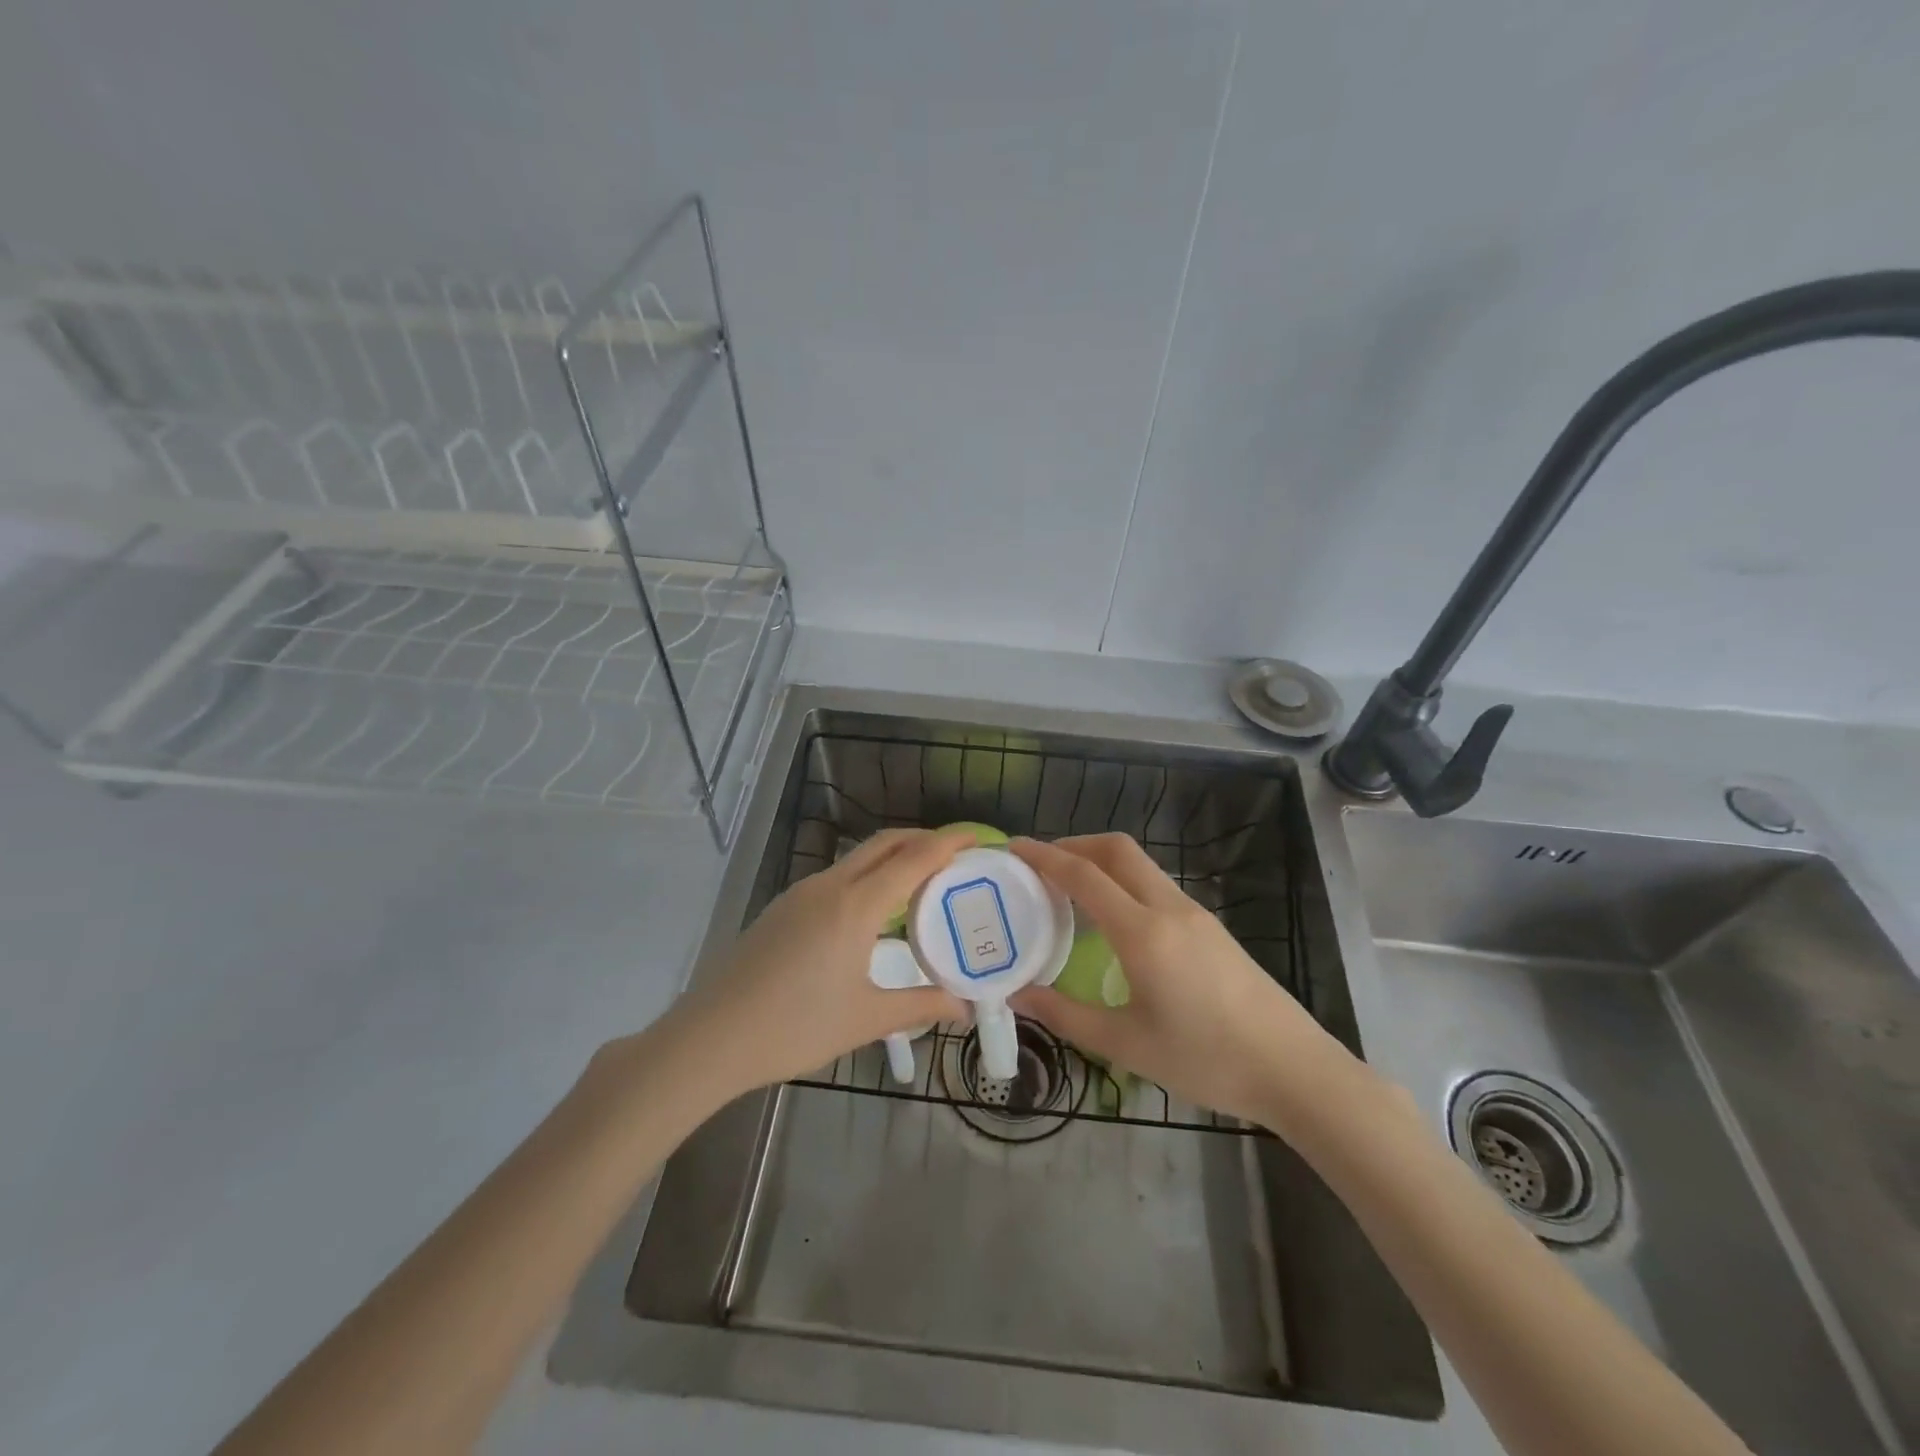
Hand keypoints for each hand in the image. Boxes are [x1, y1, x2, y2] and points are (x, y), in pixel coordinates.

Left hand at [656, 827, 971, 1099]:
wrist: (711, 1037)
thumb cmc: (795, 1027)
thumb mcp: (866, 1019)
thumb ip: (920, 1006)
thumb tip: (964, 1006)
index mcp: (855, 906)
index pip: (913, 858)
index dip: (948, 842)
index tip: (978, 837)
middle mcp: (830, 886)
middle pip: (885, 844)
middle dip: (923, 839)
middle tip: (956, 856)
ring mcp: (802, 893)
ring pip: (858, 858)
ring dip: (893, 857)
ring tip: (922, 883)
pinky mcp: (784, 907)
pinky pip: (838, 877)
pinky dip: (868, 876)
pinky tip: (874, 911)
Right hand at [1008, 834, 1345, 1128]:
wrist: (1294, 1070)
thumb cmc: (1206, 1060)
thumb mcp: (1126, 1045)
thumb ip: (1065, 1015)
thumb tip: (1017, 994)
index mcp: (1143, 932)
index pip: (1084, 875)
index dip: (1044, 856)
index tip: (1013, 847)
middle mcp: (1169, 908)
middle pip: (1116, 849)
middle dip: (1073, 844)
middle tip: (1039, 865)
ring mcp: (1194, 914)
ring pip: (1139, 864)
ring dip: (1100, 862)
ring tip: (1068, 890)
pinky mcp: (1210, 927)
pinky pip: (1155, 885)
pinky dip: (1122, 882)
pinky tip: (1112, 919)